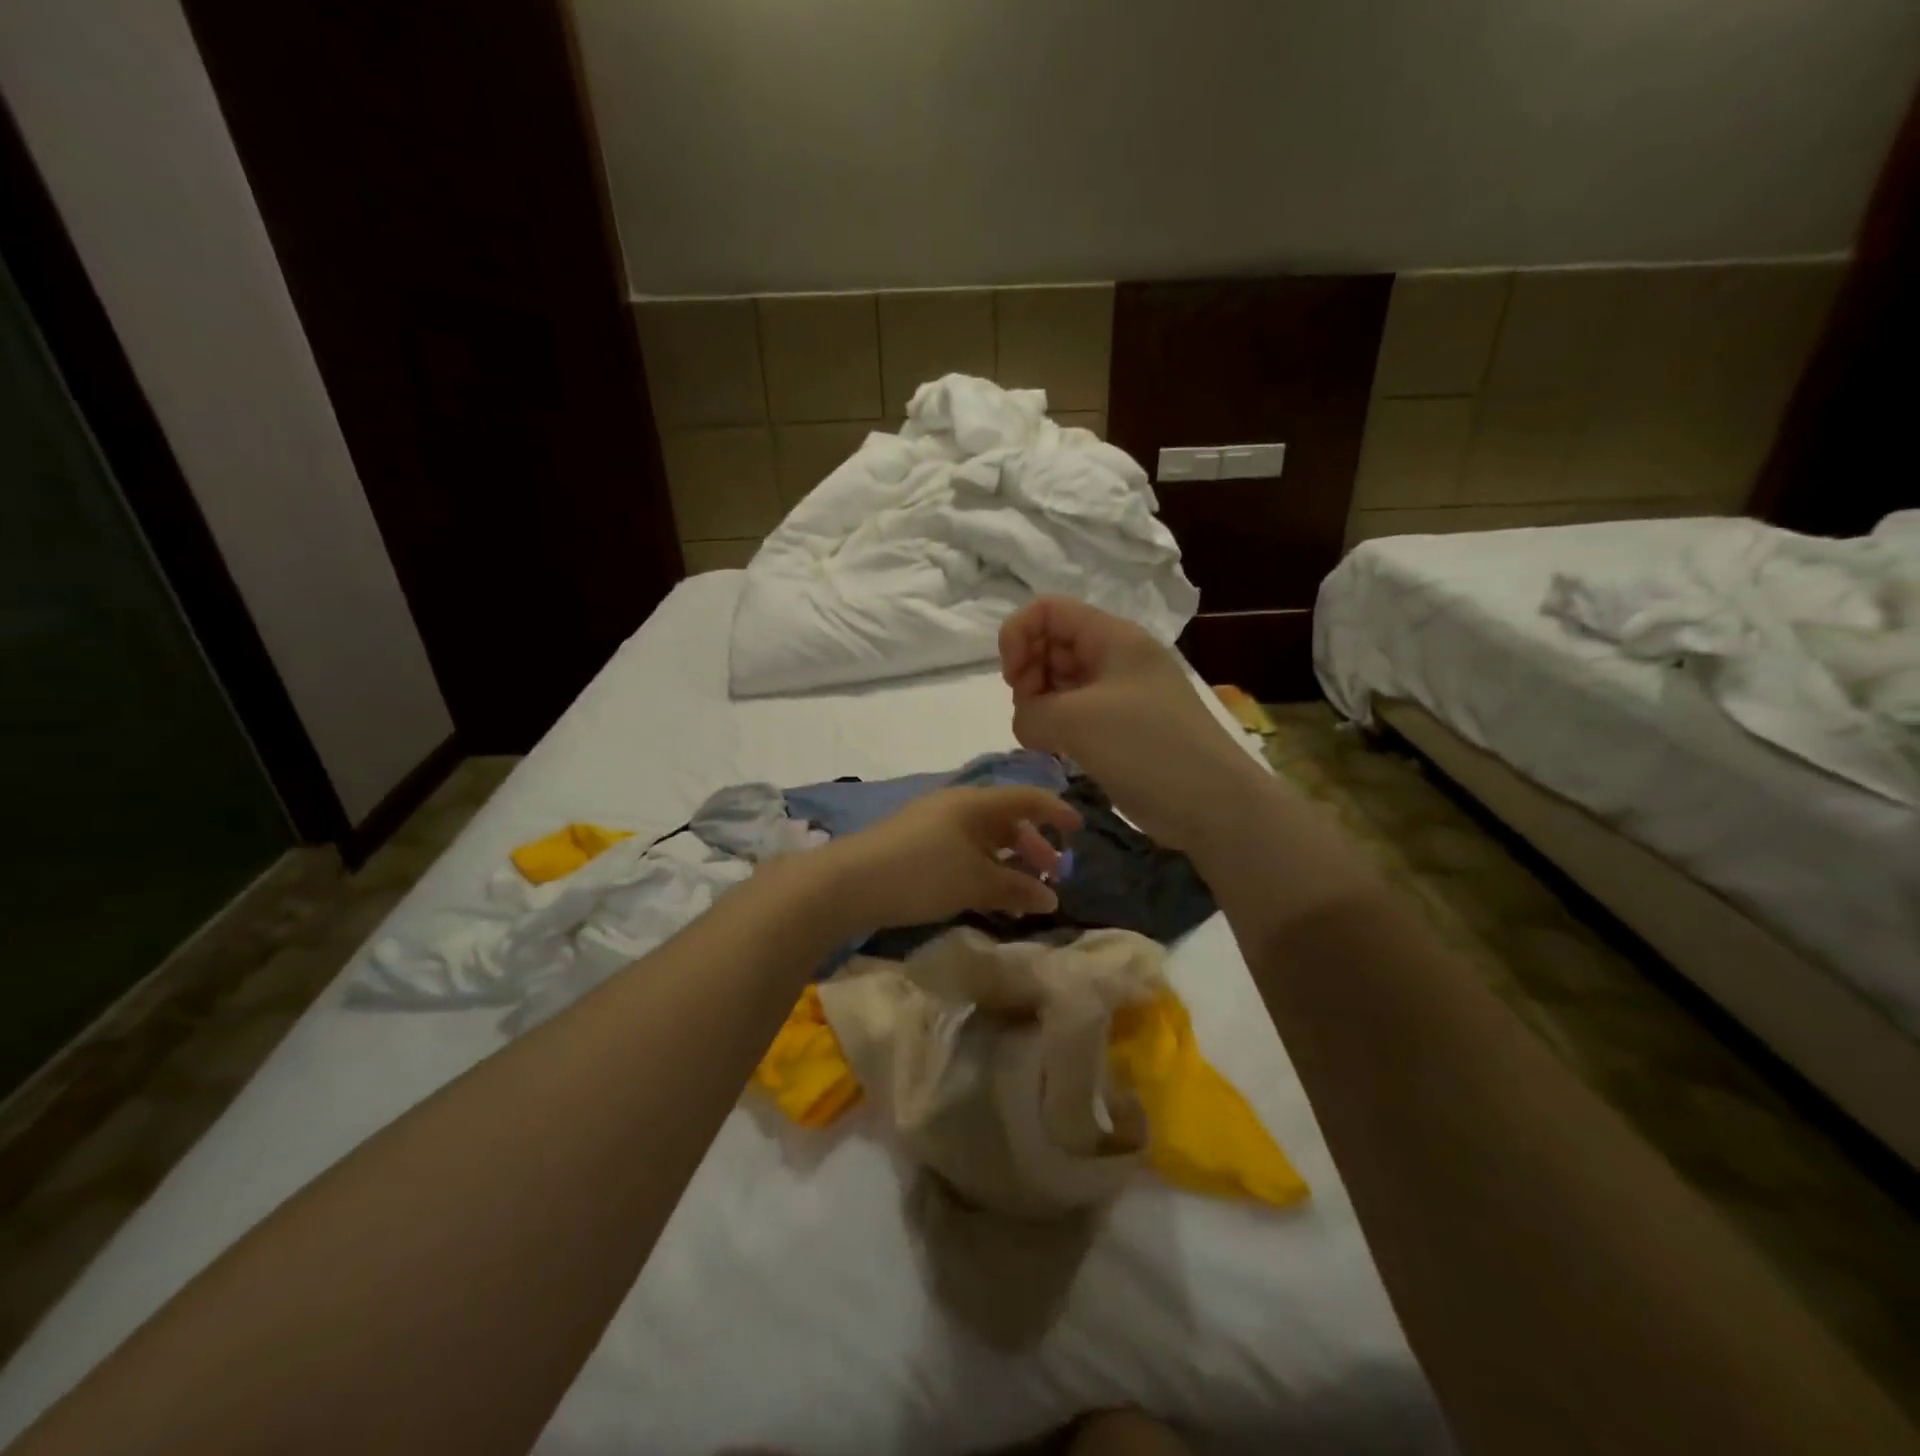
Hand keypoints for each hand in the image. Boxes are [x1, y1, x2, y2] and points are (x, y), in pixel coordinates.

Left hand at [815, 786, 1082, 930]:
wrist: (849, 882)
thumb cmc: (922, 873)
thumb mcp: (975, 882)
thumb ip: (1017, 888)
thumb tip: (1051, 897)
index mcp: (976, 802)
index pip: (1027, 798)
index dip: (1056, 812)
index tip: (1080, 831)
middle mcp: (956, 805)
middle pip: (1006, 819)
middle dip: (1033, 845)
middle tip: (1052, 873)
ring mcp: (932, 823)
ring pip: (983, 837)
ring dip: (1007, 861)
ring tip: (1021, 893)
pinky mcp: (914, 844)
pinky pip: (962, 850)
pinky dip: (982, 868)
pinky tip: (984, 895)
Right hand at [999, 596, 1260, 851]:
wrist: (1213, 804)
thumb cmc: (1148, 748)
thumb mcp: (1077, 721)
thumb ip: (1031, 712)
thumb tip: (1027, 722)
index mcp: (1113, 638)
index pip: (1048, 611)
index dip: (1018, 636)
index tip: (1014, 681)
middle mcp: (1116, 658)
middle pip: (1053, 644)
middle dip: (1028, 673)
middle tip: (1030, 713)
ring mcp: (1121, 695)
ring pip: (1062, 681)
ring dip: (1041, 703)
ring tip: (1042, 736)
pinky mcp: (1121, 729)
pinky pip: (1076, 713)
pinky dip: (1058, 725)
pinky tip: (1057, 750)